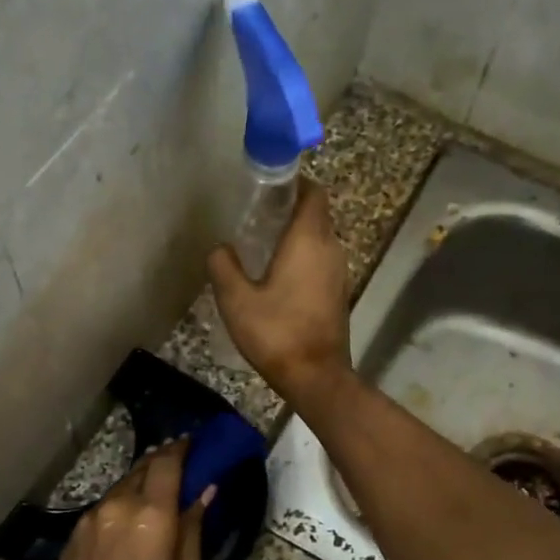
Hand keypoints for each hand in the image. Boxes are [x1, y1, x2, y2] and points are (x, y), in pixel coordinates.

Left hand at [42, 441, 212, 559]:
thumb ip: (194, 531)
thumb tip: (204, 493)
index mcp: (150, 516)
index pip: (166, 463)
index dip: (181, 448)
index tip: (193, 441)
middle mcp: (117, 507)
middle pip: (142, 469)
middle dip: (162, 462)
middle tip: (181, 466)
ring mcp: (90, 521)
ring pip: (121, 488)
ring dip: (141, 484)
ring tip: (158, 495)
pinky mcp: (74, 538)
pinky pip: (104, 509)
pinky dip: (122, 505)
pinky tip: (131, 524)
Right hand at [206, 181, 351, 399]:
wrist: (316, 376)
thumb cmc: (276, 333)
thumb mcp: (236, 300)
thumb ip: (223, 266)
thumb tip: (220, 248)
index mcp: (308, 240)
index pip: (313, 192)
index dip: (294, 183)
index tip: (269, 186)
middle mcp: (330, 248)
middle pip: (316, 214)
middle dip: (290, 208)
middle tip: (257, 215)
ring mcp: (339, 272)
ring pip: (320, 239)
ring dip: (296, 235)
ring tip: (263, 244)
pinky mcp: (338, 293)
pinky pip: (321, 261)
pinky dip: (304, 258)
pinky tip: (278, 275)